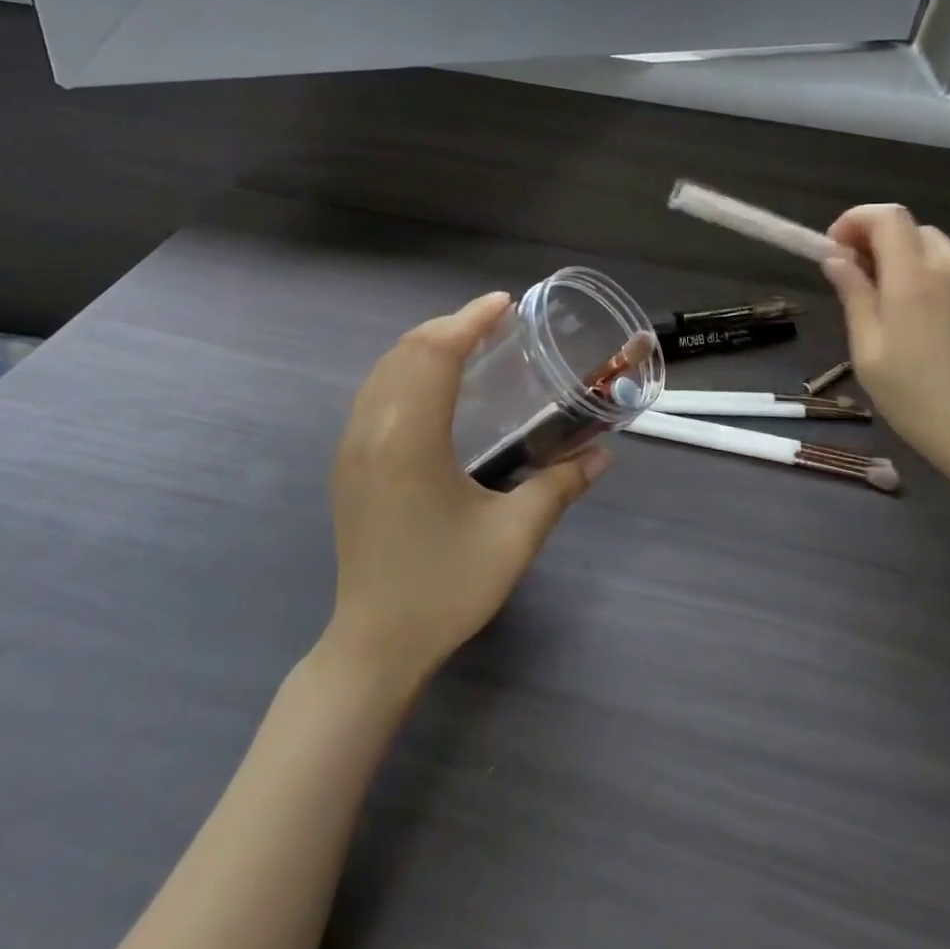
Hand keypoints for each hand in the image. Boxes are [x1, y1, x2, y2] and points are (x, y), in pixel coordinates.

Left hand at [325, 292, 609, 683]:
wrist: (375, 644)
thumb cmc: (445, 588)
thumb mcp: (513, 537)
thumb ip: (559, 487)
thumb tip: (602, 456)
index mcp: (409, 439)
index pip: (435, 353)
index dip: (469, 320)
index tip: (505, 304)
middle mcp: (372, 430)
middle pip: (406, 351)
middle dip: (450, 326)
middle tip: (496, 323)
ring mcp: (352, 446)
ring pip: (384, 370)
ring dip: (425, 346)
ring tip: (470, 345)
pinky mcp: (347, 464)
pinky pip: (374, 394)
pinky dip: (406, 371)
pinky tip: (435, 389)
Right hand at [822, 205, 949, 491]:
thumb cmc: (913, 397)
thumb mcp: (867, 349)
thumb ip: (853, 294)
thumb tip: (836, 258)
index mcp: (914, 280)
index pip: (887, 217)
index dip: (855, 220)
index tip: (835, 250)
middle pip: (911, 229)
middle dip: (877, 240)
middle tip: (856, 278)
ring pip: (936, 247)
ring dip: (905, 258)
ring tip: (889, 301)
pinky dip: (931, 276)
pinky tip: (923, 318)